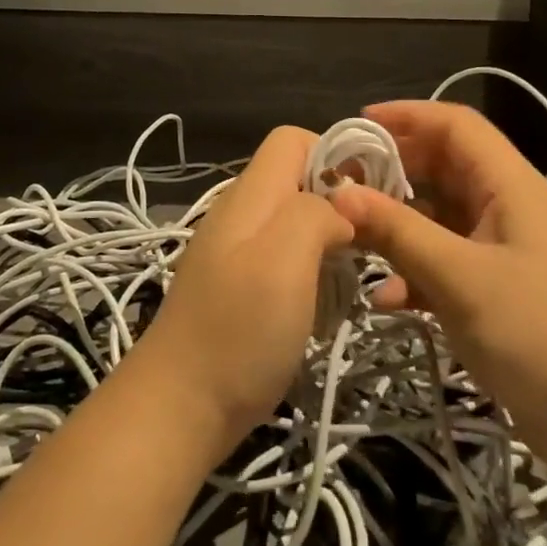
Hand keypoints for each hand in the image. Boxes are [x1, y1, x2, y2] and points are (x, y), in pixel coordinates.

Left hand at [134, 126, 354, 449]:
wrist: (180, 406)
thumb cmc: (239, 328)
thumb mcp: (285, 258)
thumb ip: (315, 213)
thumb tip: (338, 210)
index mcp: (249, 195)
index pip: (291, 139)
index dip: (332, 155)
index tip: (365, 200)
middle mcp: (239, 214)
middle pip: (295, 181)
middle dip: (337, 203)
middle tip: (366, 247)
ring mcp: (234, 252)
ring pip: (292, 223)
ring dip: (326, 244)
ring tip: (348, 281)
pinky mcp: (237, 288)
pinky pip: (282, 260)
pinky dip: (309, 274)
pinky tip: (319, 308)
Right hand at [329, 101, 546, 469]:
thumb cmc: (539, 335)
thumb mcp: (459, 278)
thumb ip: (398, 231)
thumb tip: (339, 193)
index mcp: (510, 185)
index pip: (455, 125)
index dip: (406, 116)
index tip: (355, 127)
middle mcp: (508, 207)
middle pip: (443, 168)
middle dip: (391, 173)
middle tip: (340, 186)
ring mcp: (504, 251)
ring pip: (439, 218)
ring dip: (397, 226)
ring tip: (350, 239)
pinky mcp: (498, 290)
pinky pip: (446, 262)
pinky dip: (415, 271)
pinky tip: (386, 300)